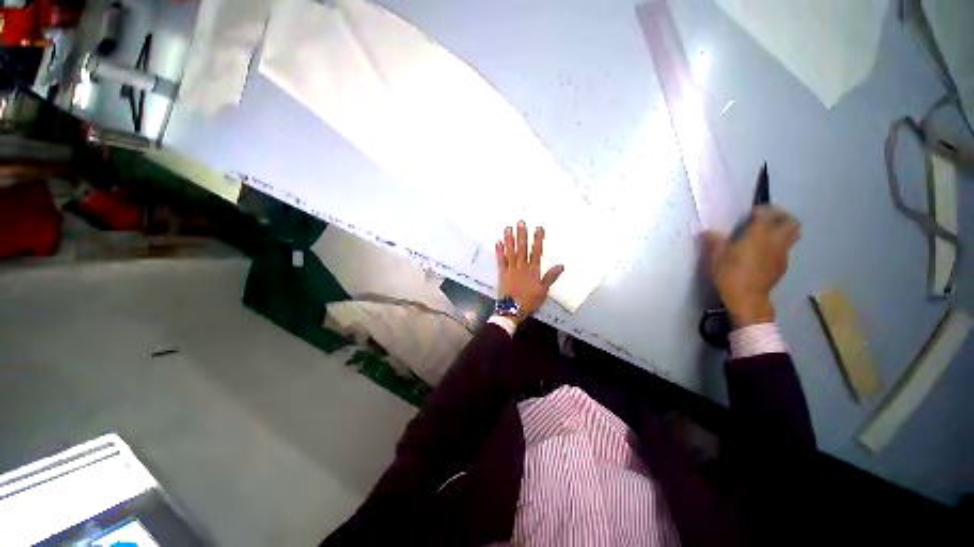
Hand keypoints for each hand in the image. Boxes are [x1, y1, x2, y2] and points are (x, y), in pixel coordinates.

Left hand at [495, 221, 564, 322]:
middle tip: (521, 222)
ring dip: (509, 239)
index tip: (539, 228)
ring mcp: (510, 269)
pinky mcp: (501, 273)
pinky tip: (498, 241)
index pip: (536, 252)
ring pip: (510, 251)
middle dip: (522, 235)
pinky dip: (499, 251)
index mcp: (533, 271)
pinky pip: (500, 260)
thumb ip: (550, 277)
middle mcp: (521, 267)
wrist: (513, 310)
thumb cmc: (530, 301)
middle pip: (522, 248)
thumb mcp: (543, 291)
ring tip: (508, 227)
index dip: (538, 239)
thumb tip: (561, 265)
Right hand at [705, 206, 800, 327]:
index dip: (760, 210)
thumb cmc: (730, 275)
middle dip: (781, 216)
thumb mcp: (716, 257)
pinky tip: (765, 252)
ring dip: (784, 229)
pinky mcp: (783, 264)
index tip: (750, 213)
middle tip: (767, 218)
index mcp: (758, 235)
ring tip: (769, 233)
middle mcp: (775, 240)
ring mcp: (782, 253)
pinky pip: (786, 248)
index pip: (766, 214)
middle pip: (790, 221)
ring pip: (793, 234)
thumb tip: (708, 231)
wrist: (748, 298)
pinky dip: (779, 244)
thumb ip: (715, 241)